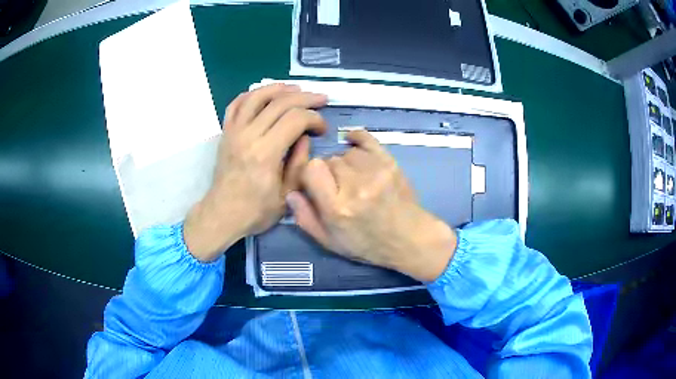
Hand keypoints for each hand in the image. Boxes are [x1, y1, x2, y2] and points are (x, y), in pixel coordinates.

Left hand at [184, 84, 327, 261]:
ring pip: (257, 96)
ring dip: (279, 88)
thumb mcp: (287, 195)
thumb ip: (299, 163)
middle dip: (305, 98)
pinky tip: (265, 94)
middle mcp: (248, 135)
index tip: (323, 129)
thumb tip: (305, 137)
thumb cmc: (256, 210)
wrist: (222, 214)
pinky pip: (236, 104)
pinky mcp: (226, 132)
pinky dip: (251, 94)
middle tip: (321, 99)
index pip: (295, 119)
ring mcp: (234, 131)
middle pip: (279, 103)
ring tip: (296, 89)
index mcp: (266, 153)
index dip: (314, 118)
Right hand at [287, 130, 456, 281]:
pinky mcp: (389, 162)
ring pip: (346, 151)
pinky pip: (366, 139)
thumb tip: (291, 192)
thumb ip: (305, 218)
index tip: (315, 184)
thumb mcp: (329, 242)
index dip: (309, 175)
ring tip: (354, 178)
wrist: (409, 238)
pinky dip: (357, 139)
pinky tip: (353, 144)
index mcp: (337, 208)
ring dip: (344, 162)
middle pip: (329, 160)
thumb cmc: (367, 244)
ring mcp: (375, 172)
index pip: (311, 169)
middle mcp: (355, 186)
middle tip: (339, 187)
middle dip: (329, 172)